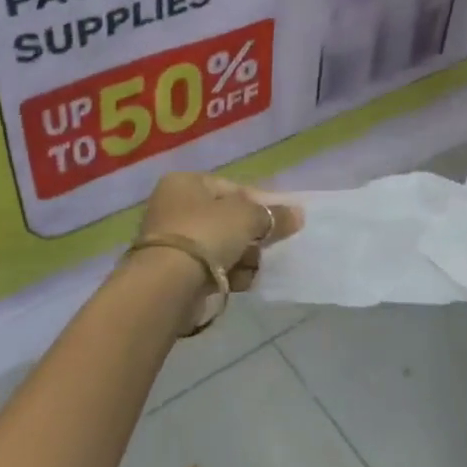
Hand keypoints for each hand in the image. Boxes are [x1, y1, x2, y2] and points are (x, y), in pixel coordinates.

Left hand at [136, 173, 302, 330]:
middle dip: (252, 234)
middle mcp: (174, 207)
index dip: (261, 203)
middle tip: (273, 245)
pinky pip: (211, 268)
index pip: (232, 188)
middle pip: (227, 218)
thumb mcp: (247, 217)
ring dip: (244, 256)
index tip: (282, 220)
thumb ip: (273, 215)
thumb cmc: (206, 233)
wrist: (168, 284)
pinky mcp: (174, 272)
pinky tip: (243, 281)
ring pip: (221, 245)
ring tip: (257, 266)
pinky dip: (229, 274)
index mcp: (185, 183)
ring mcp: (172, 241)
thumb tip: (298, 214)